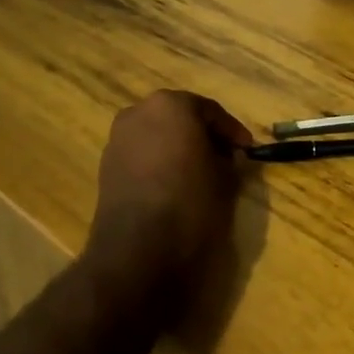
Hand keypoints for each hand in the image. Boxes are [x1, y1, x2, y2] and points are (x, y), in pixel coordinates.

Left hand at [82, 90, 250, 300]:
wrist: (138, 248)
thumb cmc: (190, 203)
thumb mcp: (225, 180)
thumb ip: (230, 160)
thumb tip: (227, 157)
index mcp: (171, 105)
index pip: (210, 111)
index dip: (232, 132)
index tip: (247, 150)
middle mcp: (139, 112)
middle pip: (180, 117)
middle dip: (203, 135)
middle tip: (224, 157)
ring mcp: (118, 138)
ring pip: (158, 135)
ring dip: (179, 148)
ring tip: (200, 172)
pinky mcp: (106, 165)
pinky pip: (142, 154)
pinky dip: (159, 162)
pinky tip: (174, 184)